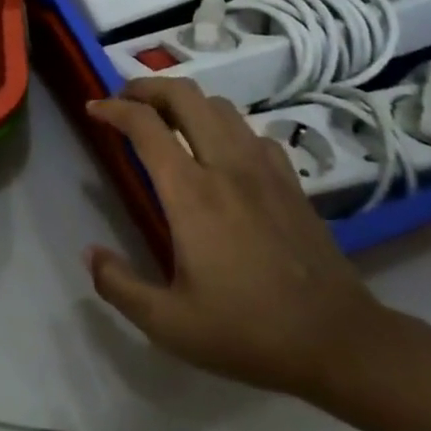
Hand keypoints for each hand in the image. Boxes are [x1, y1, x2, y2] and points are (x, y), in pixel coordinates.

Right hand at [85, 79, 393, 398]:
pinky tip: (219, 151)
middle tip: (125, 100)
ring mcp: (263, 168)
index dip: (113, 109)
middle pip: (184, 95)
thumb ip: (119, 286)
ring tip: (166, 119)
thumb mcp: (170, 325)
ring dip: (184, 102)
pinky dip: (223, 126)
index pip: (144, 125)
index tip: (93, 109)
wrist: (341, 343)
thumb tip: (89, 254)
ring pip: (218, 106)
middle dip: (147, 87)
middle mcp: (225, 165)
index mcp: (190, 192)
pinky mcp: (290, 181)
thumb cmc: (249, 331)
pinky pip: (250, 132)